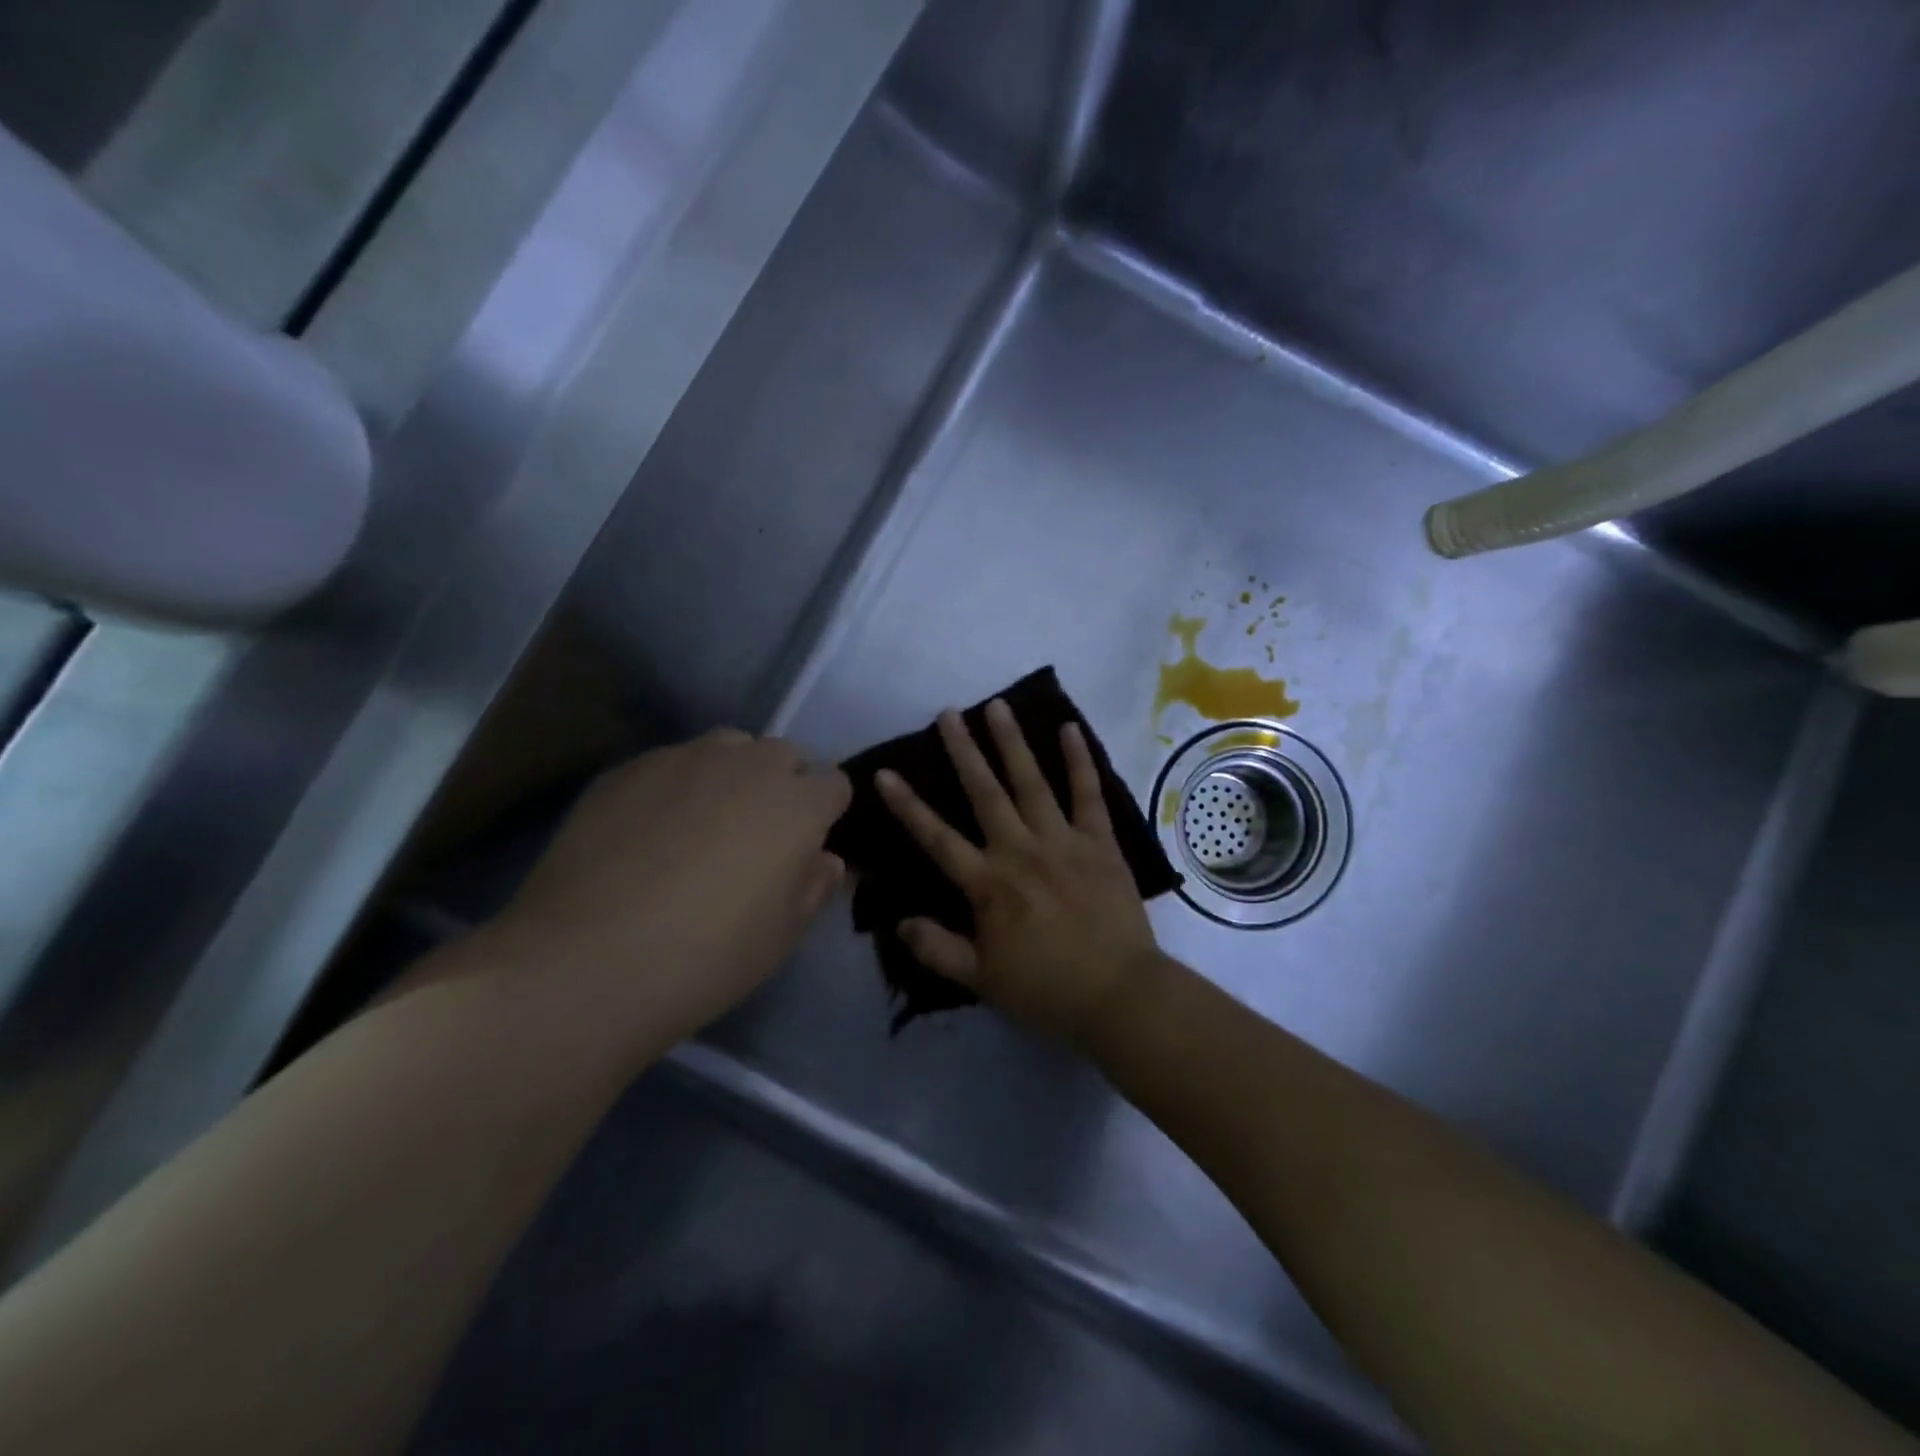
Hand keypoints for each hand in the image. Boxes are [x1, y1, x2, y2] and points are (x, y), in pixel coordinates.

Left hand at [484, 730, 849, 1053]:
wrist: (588, 960)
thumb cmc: (708, 956)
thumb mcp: (782, 936)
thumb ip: (814, 887)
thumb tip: (825, 859)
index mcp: (797, 804)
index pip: (835, 783)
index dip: (827, 811)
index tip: (810, 844)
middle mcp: (748, 766)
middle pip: (784, 755)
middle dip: (783, 785)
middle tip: (758, 836)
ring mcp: (684, 760)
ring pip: (727, 748)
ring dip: (732, 774)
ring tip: (705, 823)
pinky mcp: (628, 769)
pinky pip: (671, 763)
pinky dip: (677, 785)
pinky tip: (649, 832)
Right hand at [876, 700, 1159, 1045]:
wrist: (1119, 994)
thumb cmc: (1047, 990)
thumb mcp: (981, 981)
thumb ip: (938, 949)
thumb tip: (899, 922)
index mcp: (989, 885)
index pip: (937, 838)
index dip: (908, 806)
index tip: (885, 773)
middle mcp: (1020, 851)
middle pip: (985, 793)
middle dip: (963, 752)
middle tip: (948, 714)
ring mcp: (1062, 841)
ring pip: (1031, 782)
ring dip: (1012, 743)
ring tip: (997, 707)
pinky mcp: (1100, 842)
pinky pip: (1088, 794)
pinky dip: (1079, 760)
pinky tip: (1068, 728)